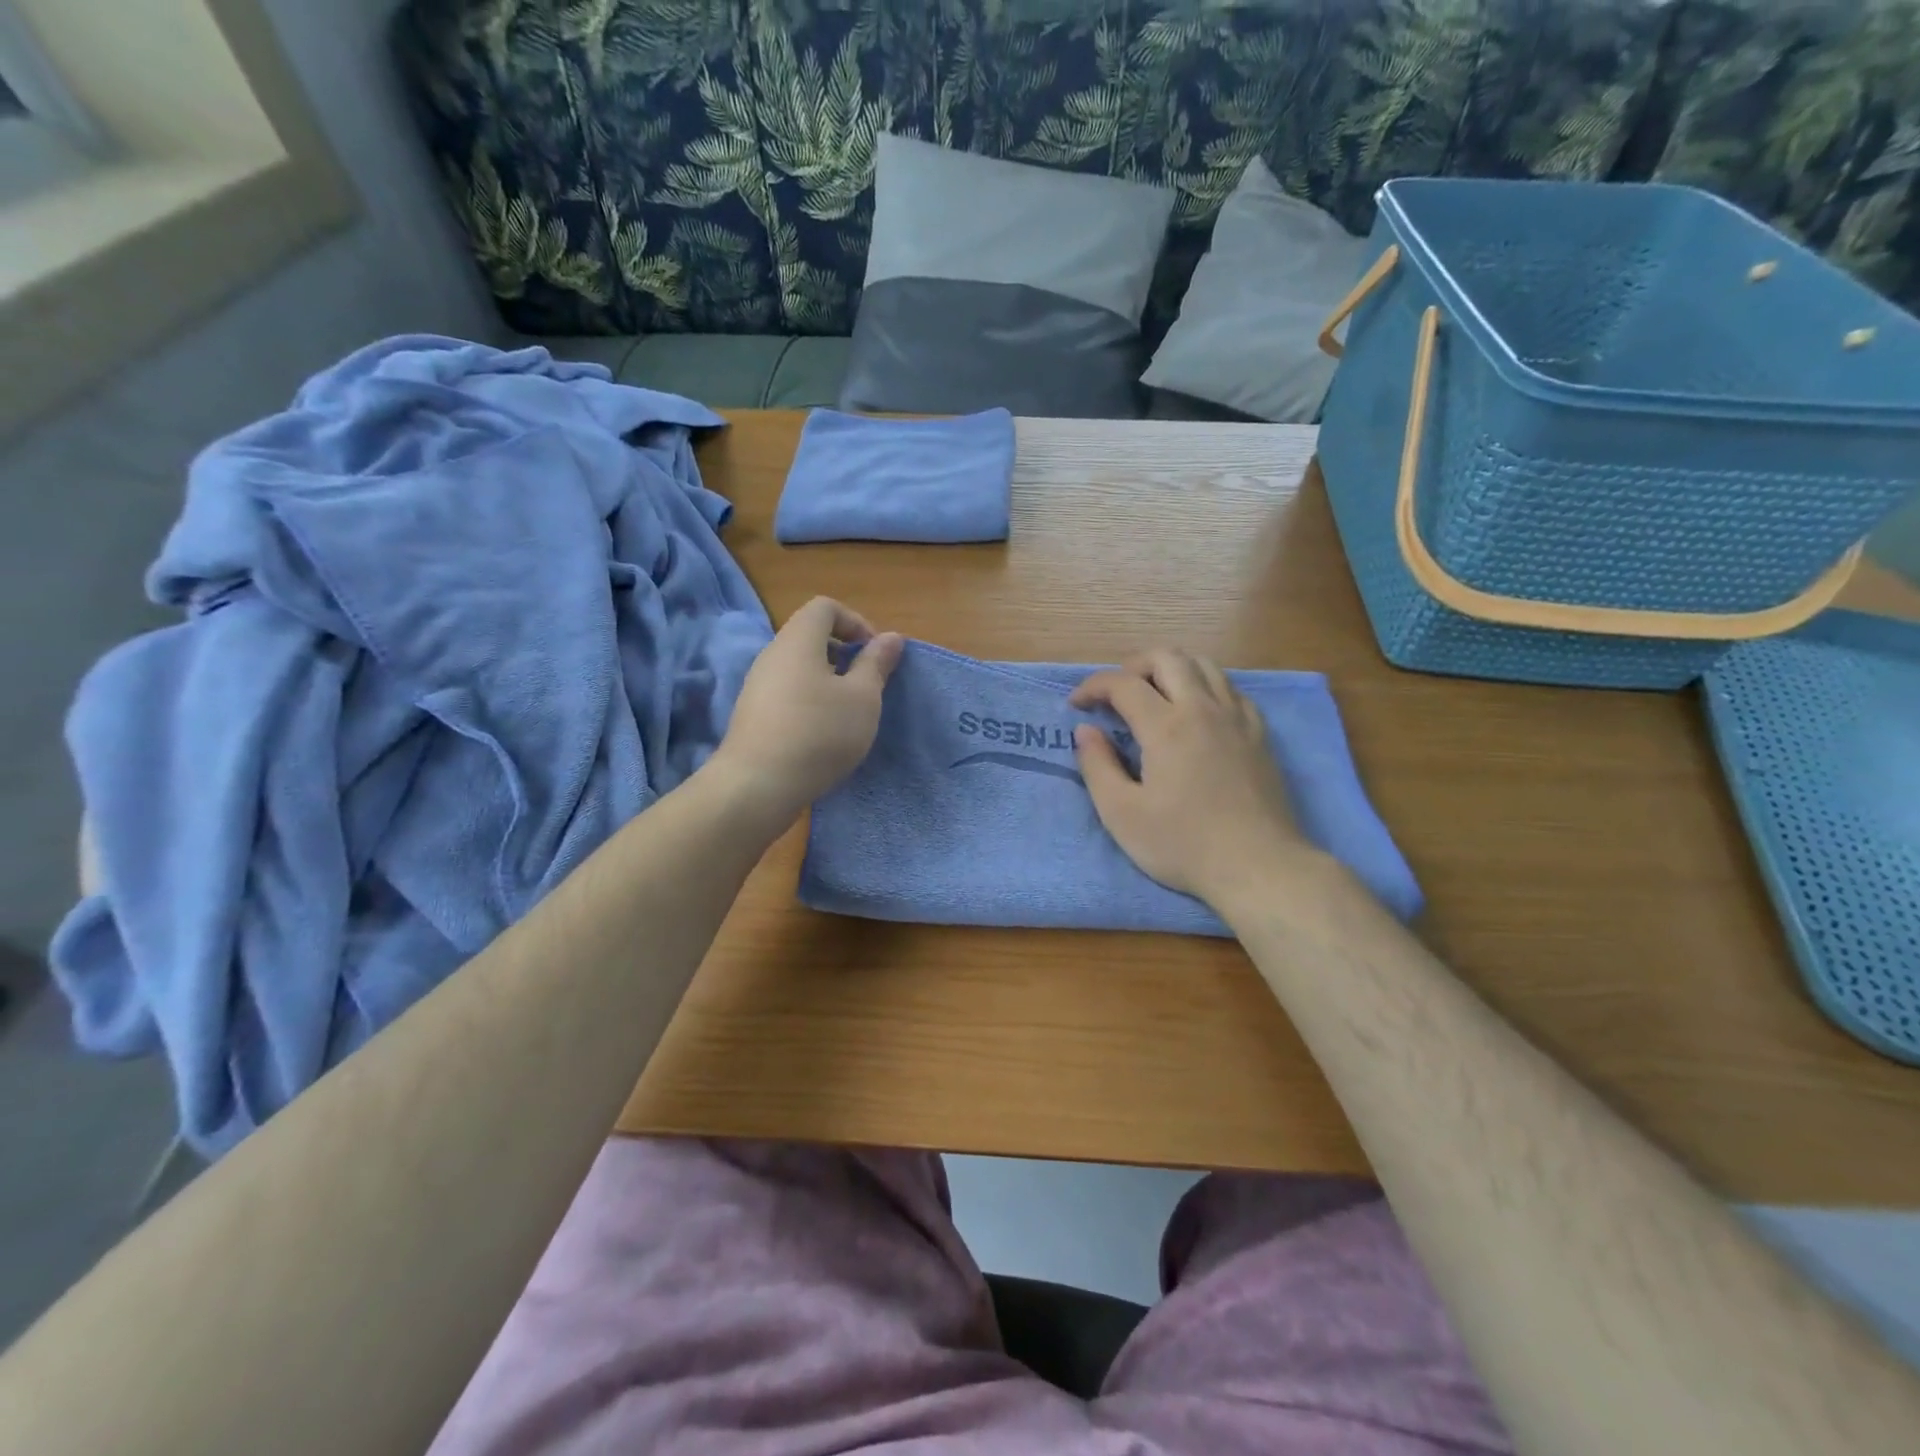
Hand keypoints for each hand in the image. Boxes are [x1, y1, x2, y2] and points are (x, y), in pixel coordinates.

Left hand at [713, 597, 903, 820]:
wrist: (758, 785)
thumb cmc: (819, 732)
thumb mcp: (863, 698)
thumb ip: (877, 663)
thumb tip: (892, 637)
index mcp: (798, 640)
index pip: (825, 607)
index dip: (855, 622)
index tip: (874, 654)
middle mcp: (772, 655)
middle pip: (810, 637)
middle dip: (844, 654)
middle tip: (866, 685)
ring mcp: (757, 686)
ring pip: (799, 668)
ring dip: (828, 681)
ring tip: (848, 714)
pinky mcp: (752, 715)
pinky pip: (787, 693)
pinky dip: (809, 701)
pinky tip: (822, 735)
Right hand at [1071, 648, 1308, 906]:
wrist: (1260, 867)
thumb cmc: (1184, 845)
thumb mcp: (1122, 815)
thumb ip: (1097, 767)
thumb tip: (1086, 731)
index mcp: (1166, 726)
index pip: (1122, 683)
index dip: (1093, 686)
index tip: (1076, 706)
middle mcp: (1203, 709)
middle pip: (1167, 657)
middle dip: (1133, 665)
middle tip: (1116, 694)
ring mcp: (1238, 718)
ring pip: (1204, 665)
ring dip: (1171, 669)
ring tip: (1154, 696)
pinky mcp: (1260, 734)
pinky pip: (1231, 689)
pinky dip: (1205, 687)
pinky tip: (1197, 715)